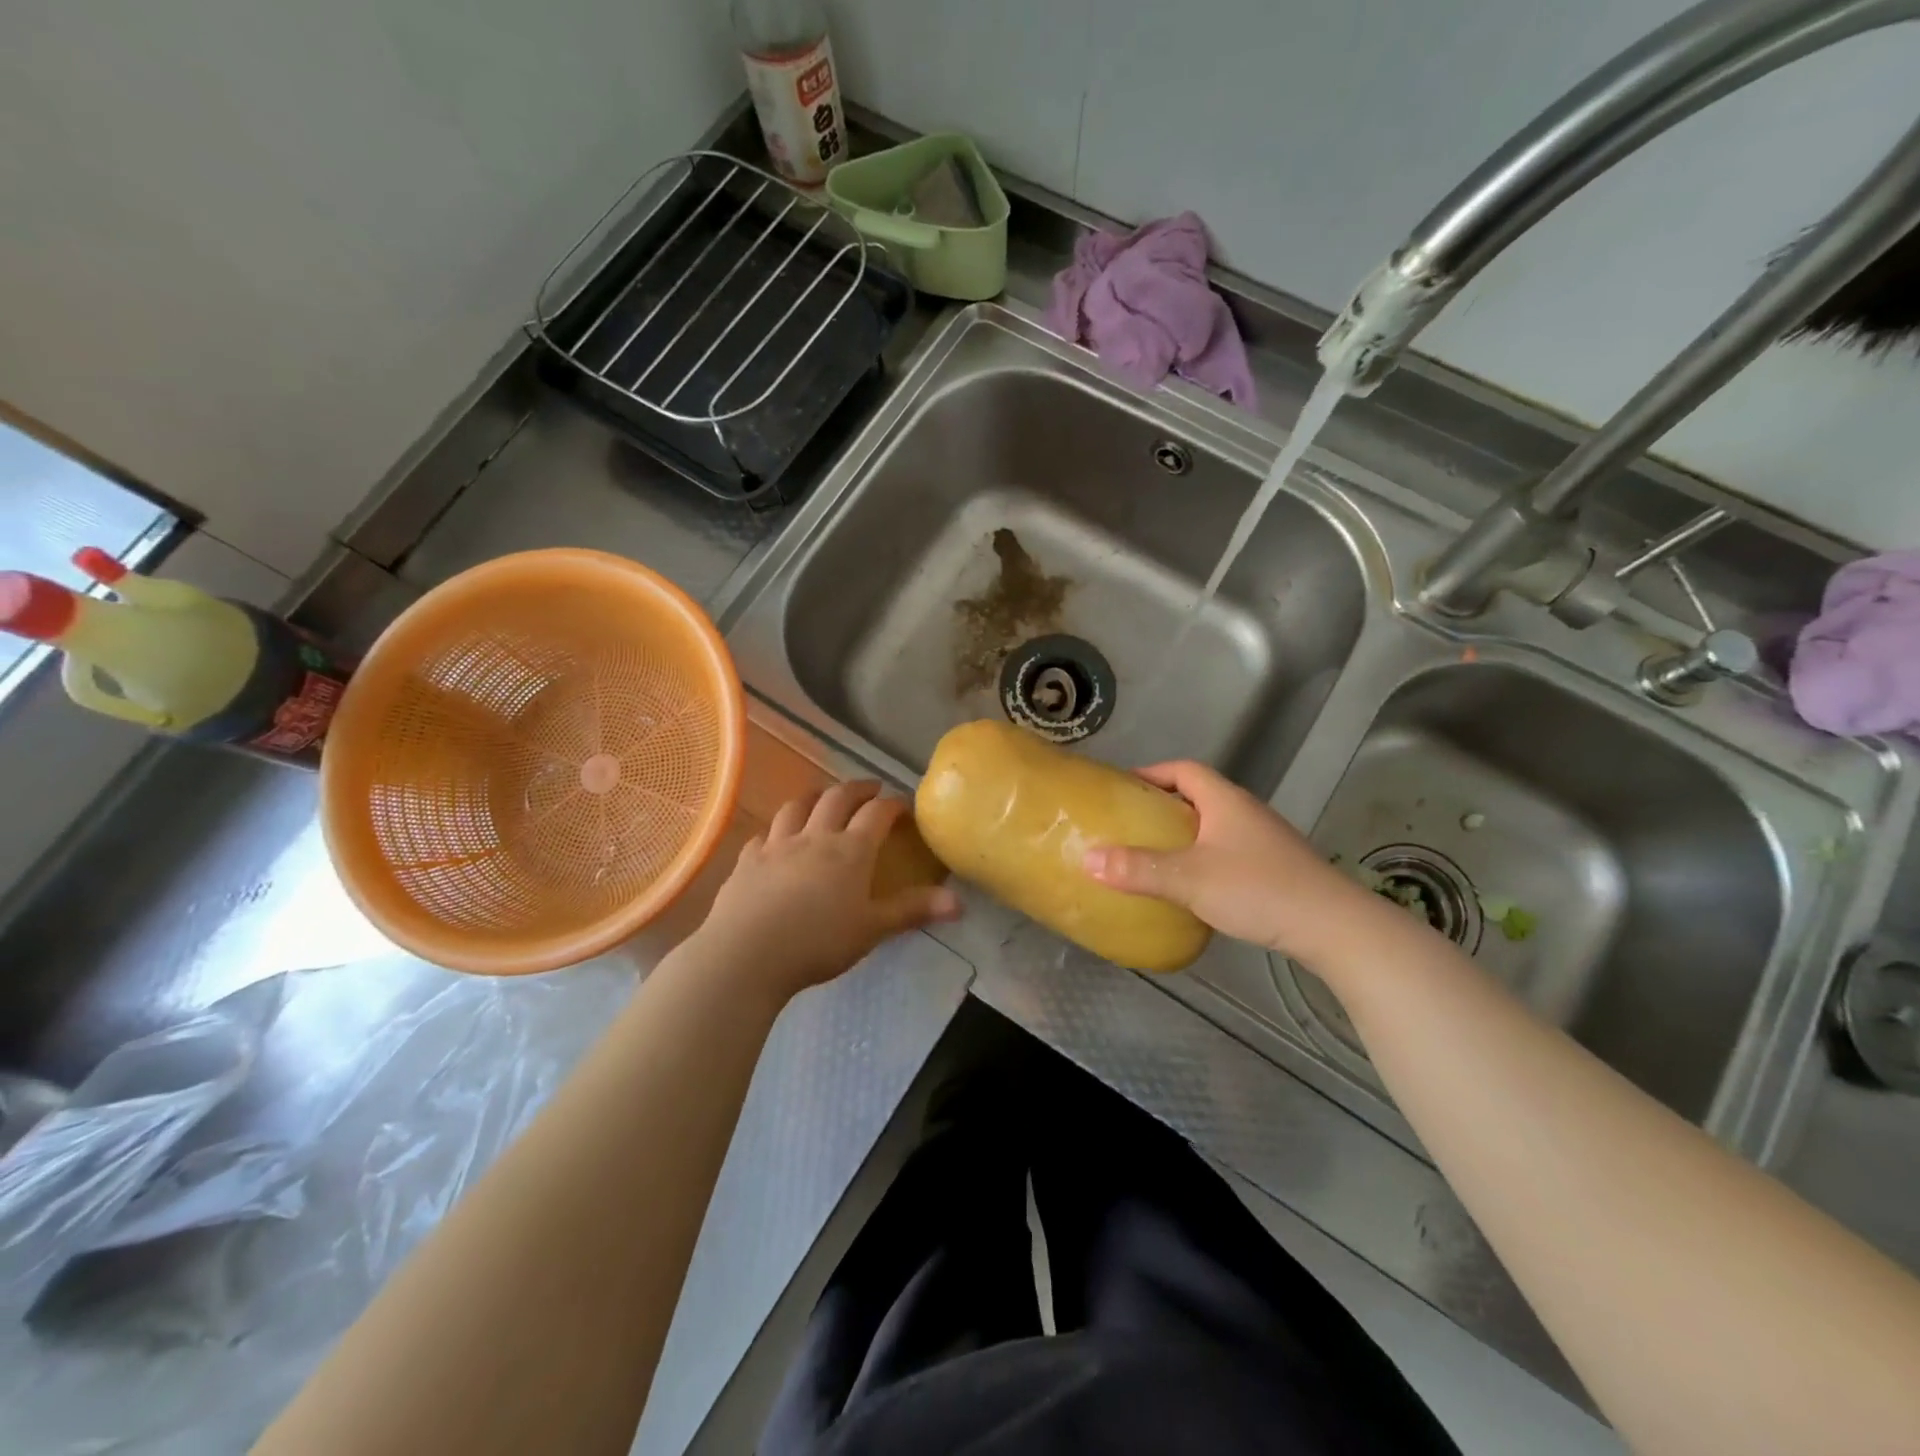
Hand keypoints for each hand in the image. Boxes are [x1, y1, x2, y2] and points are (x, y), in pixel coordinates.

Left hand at [696, 781, 960, 999]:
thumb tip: (959, 903)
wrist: (747, 954)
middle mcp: (815, 837)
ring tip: (824, 799)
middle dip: (857, 789)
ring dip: (815, 797)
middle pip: (837, 799)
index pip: (877, 814)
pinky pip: (765, 833)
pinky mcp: (747, 860)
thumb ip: (913, 911)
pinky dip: (778, 828)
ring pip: (797, 807)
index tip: (904, 804)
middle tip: (870, 789)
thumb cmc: (818, 942)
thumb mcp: (872, 929)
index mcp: (850, 850)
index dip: (893, 804)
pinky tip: (777, 837)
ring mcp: (777, 845)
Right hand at [1081, 761, 1374, 962]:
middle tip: (1128, 825)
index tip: (1121, 788)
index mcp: (1225, 800)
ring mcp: (1263, 840)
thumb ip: (1138, 869)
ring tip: (1151, 855)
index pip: (1183, 769)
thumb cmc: (1258, 889)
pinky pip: (1226, 851)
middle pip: (1197, 796)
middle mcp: (1245, 812)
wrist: (1333, 926)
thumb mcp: (1189, 879)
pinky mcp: (1274, 868)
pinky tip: (1190, 886)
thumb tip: (1088, 859)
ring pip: (1212, 826)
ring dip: (1182, 835)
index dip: (1151, 773)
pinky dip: (1202, 858)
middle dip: (1161, 806)